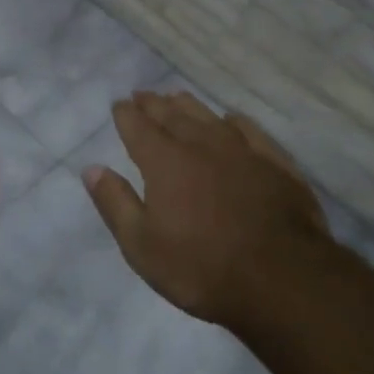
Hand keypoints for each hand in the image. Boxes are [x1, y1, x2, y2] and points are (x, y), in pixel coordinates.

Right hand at [83, 90, 339, 324]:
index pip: (138, 127)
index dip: (126, 114)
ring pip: (209, 117)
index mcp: (164, 162)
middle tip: (143, 94)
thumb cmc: (201, 267)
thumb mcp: (141, 245)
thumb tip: (91, 168)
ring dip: (189, 105)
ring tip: (177, 97)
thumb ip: (115, 203)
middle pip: (172, 115)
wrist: (282, 279)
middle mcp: (201, 145)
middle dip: (153, 104)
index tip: (119, 105)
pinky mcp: (276, 165)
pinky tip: (232, 119)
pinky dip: (236, 121)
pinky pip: (251, 131)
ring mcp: (242, 151)